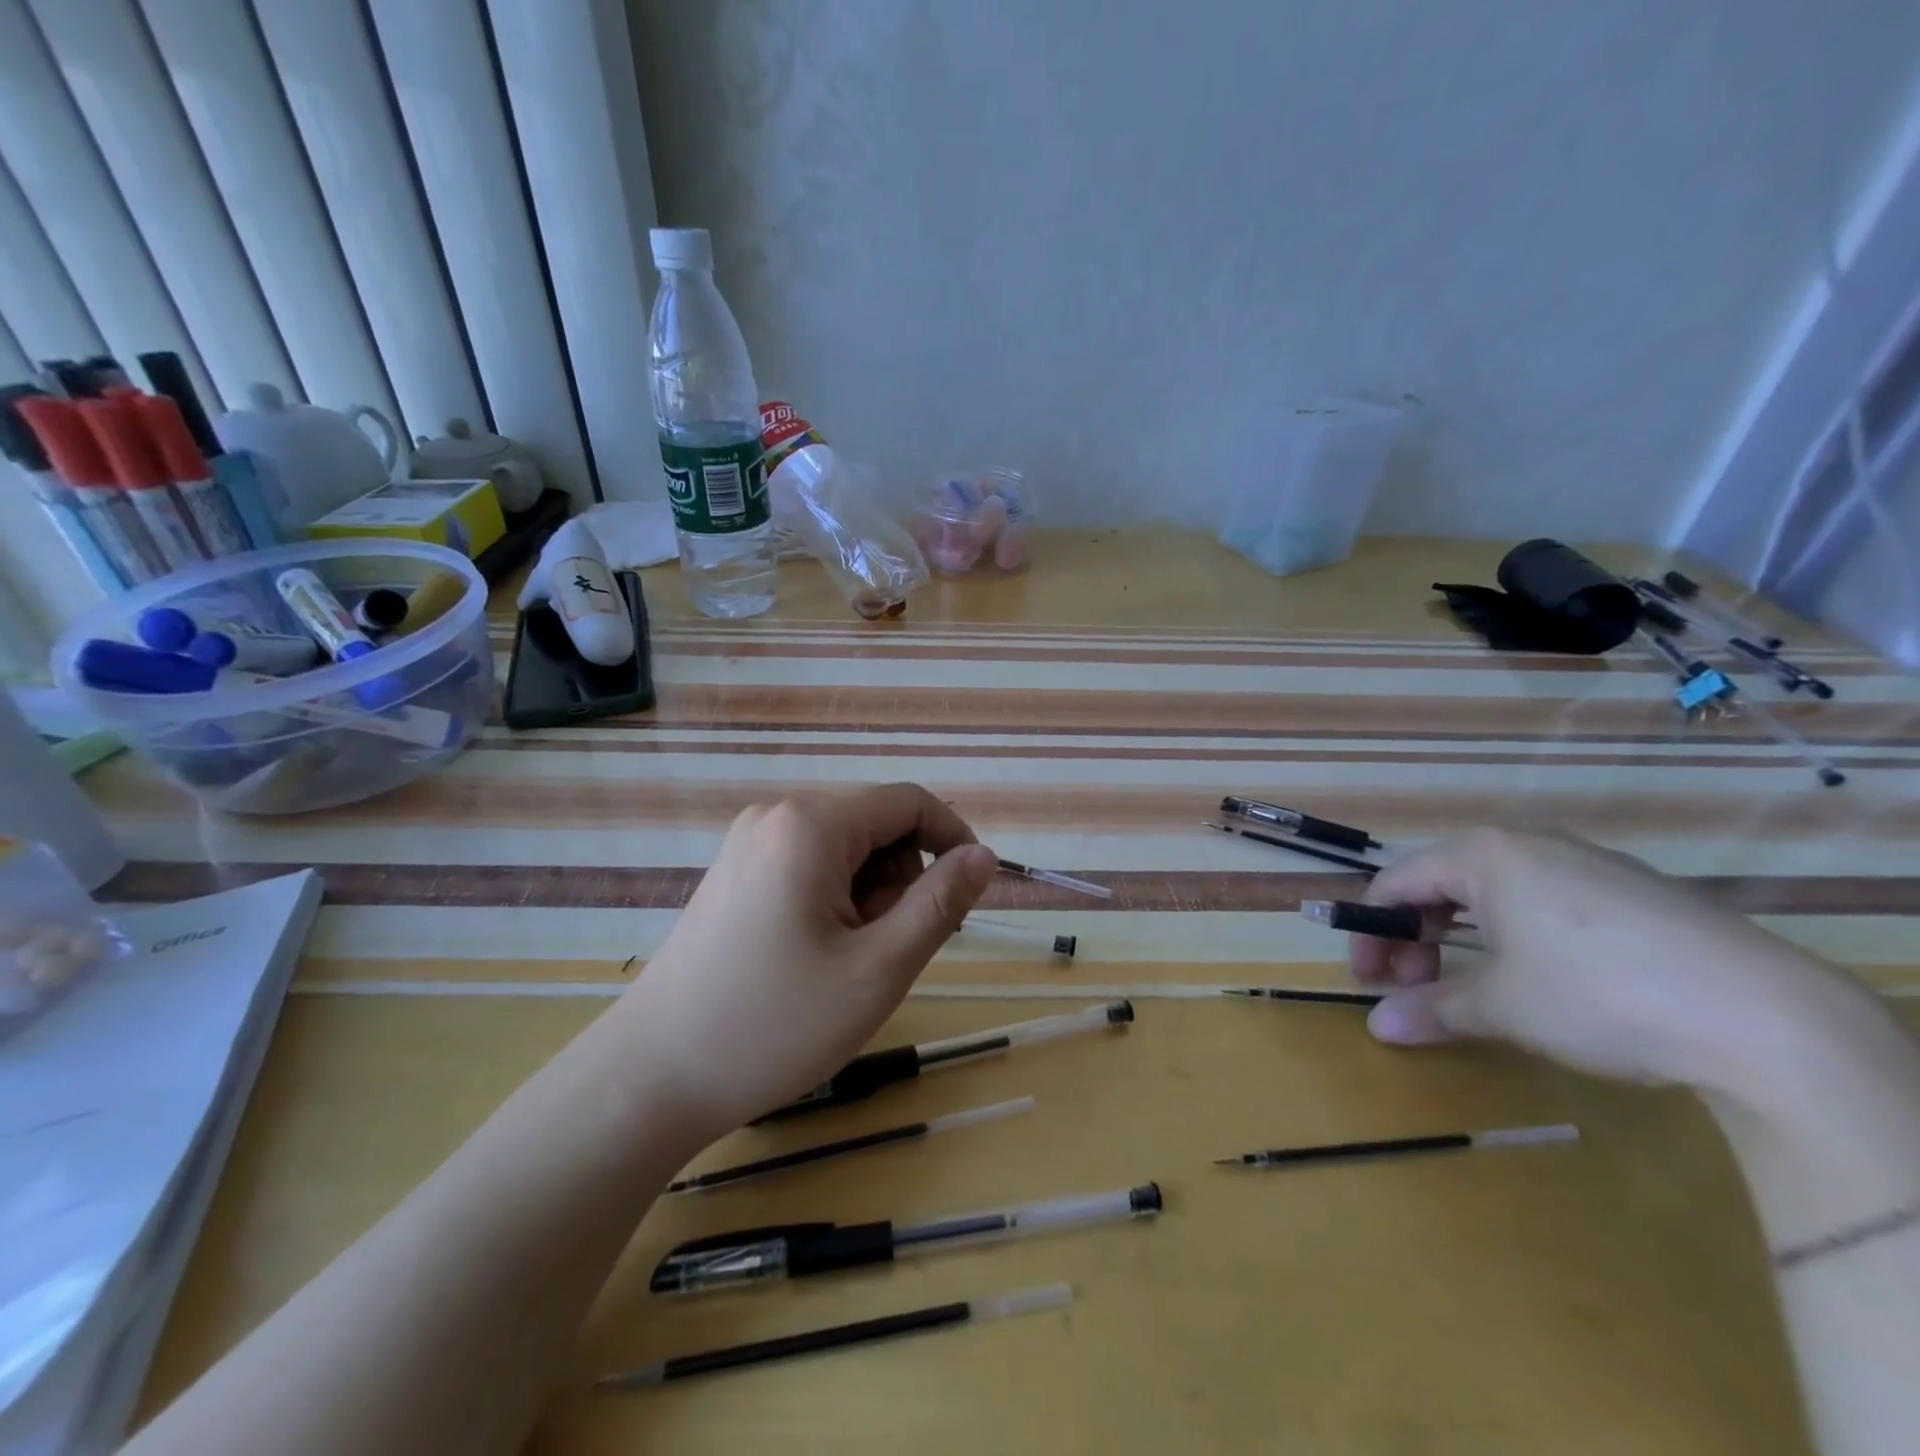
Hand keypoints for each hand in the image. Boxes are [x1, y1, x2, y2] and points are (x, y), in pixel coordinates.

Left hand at [613, 784, 998, 1137]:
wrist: (652, 1077)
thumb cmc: (774, 1025)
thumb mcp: (877, 969)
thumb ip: (939, 903)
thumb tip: (984, 856)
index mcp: (811, 824)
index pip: (909, 801)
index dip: (953, 839)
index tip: (968, 897)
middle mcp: (776, 815)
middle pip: (875, 825)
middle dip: (898, 881)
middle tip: (880, 953)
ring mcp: (748, 843)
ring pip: (844, 849)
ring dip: (866, 896)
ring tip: (841, 961)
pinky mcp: (735, 872)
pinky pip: (808, 865)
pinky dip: (831, 901)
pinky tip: (810, 955)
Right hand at [1350, 828, 1881, 1099]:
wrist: (1771, 1018)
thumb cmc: (1600, 994)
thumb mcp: (1502, 1006)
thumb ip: (1431, 1009)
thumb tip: (1378, 1028)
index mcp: (1483, 854)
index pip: (1395, 884)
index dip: (1369, 934)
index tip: (1366, 981)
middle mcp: (1527, 844)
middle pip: (1441, 885)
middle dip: (1414, 938)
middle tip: (1411, 989)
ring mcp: (1585, 863)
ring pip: (1492, 894)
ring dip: (1460, 940)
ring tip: (1467, 989)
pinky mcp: (1632, 892)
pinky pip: (1543, 902)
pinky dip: (1513, 937)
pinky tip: (1536, 979)